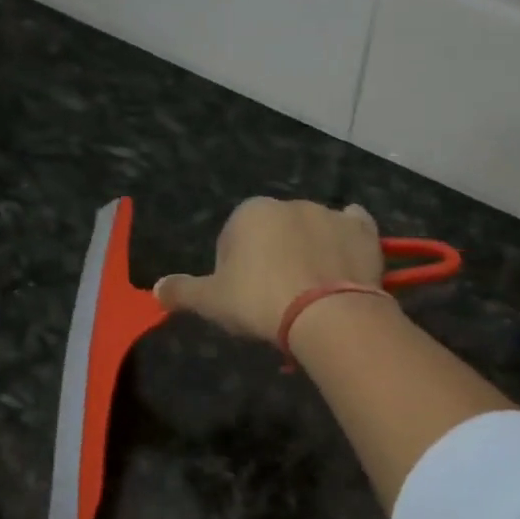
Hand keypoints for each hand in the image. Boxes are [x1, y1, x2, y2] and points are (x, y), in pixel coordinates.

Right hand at [154, 197, 384, 342]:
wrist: (327, 314)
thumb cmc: (260, 302)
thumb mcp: (211, 302)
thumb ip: (182, 292)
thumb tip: (156, 289)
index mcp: (249, 213)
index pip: (232, 240)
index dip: (233, 271)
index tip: (242, 299)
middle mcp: (290, 203)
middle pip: (273, 233)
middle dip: (272, 259)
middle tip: (275, 300)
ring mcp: (330, 214)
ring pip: (311, 231)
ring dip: (307, 252)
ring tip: (310, 294)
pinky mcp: (363, 231)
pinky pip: (352, 229)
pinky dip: (347, 240)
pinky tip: (343, 263)